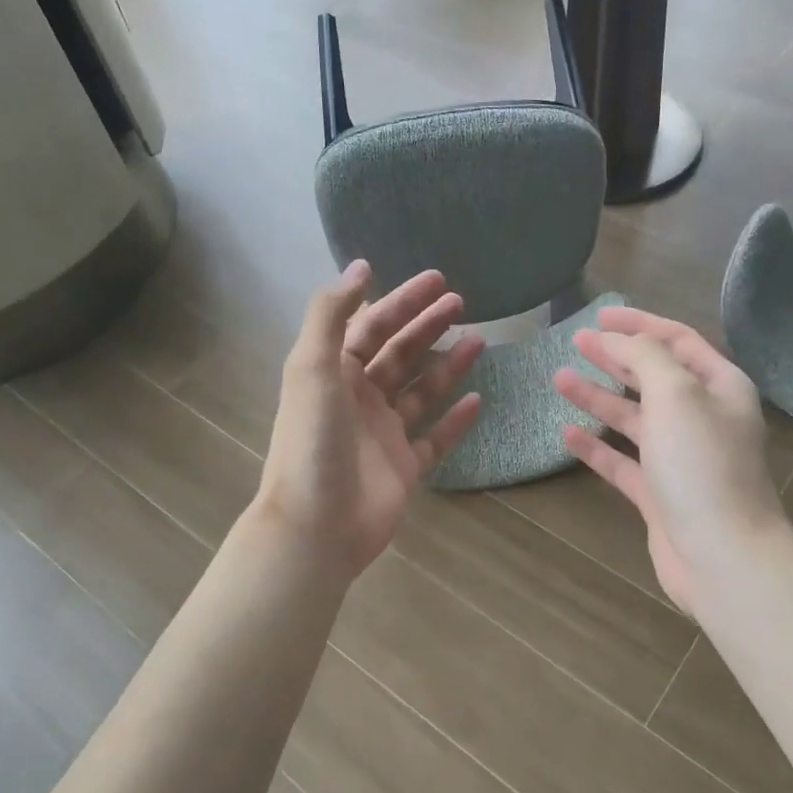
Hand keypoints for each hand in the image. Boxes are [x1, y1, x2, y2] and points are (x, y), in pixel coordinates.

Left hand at [253, 262, 482, 579]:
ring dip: (448, 365)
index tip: (437, 280)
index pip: (372, 326)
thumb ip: (332, 314)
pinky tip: (479, 399)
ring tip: (480, 340)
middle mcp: (359, 399)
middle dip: (427, 326)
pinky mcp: (405, 468)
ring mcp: (384, 435)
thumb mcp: (312, 368)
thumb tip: (361, 267)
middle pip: (399, 353)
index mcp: (333, 373)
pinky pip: (436, 438)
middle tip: (461, 302)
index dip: (402, 301)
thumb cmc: (313, 442)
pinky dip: (456, 420)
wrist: (317, 525)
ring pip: (421, 391)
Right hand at [554, 307, 784, 617]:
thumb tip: (620, 338)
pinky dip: (596, 447)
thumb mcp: (676, 394)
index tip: (599, 316)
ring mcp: (680, 459)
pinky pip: (622, 462)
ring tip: (560, 379)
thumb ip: (646, 357)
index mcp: (719, 387)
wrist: (722, 555)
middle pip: (654, 377)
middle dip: (616, 357)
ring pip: (634, 418)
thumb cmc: (702, 465)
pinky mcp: (659, 495)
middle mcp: (703, 418)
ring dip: (599, 397)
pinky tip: (567, 434)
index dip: (638, 324)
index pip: (677, 341)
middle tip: (576, 342)